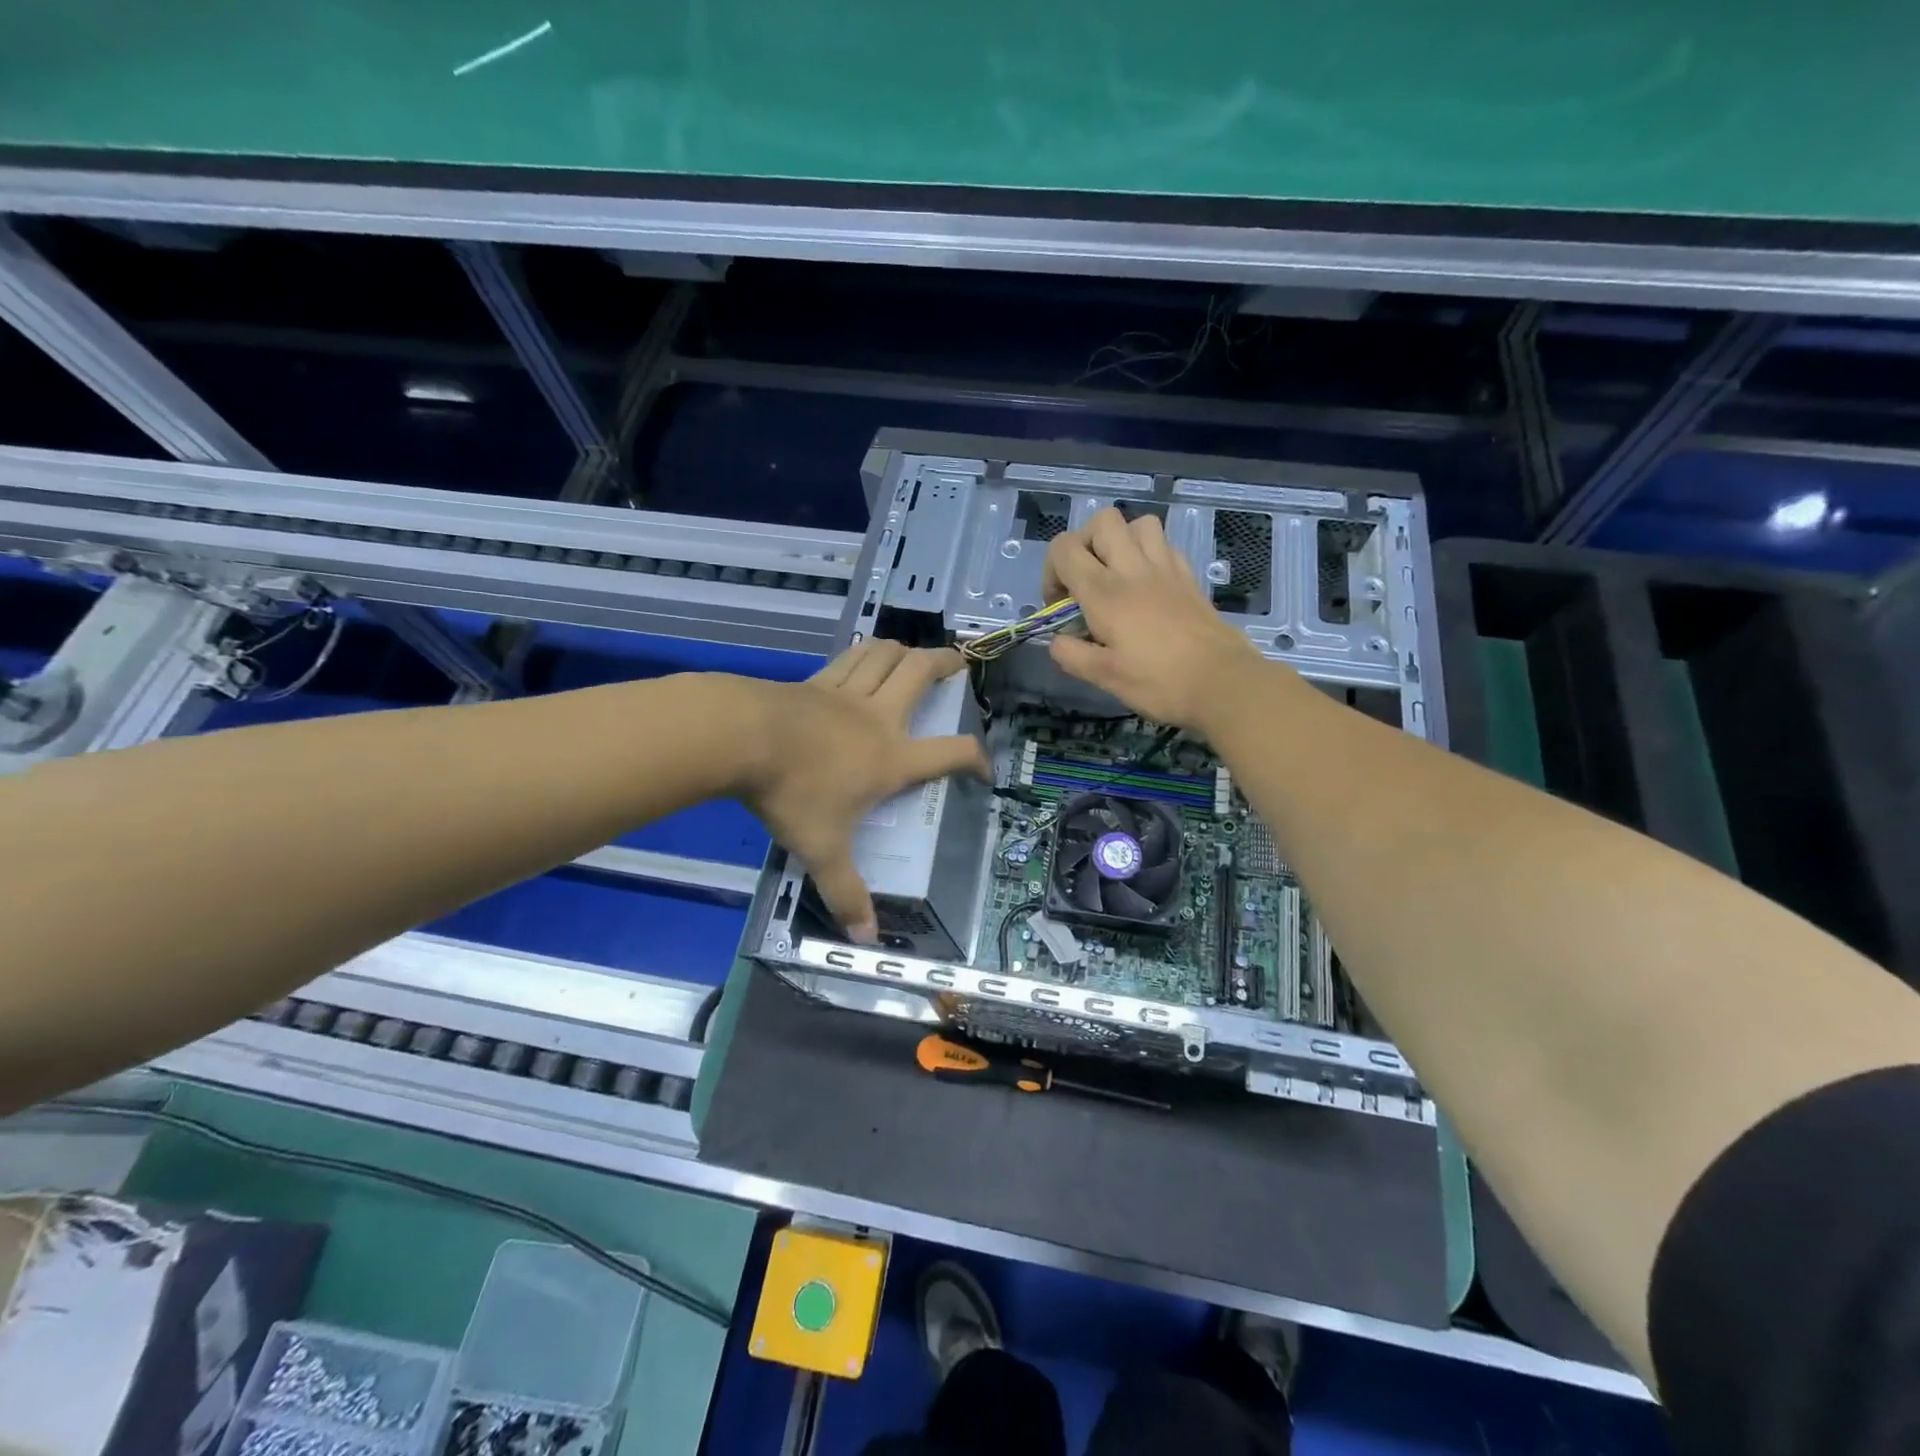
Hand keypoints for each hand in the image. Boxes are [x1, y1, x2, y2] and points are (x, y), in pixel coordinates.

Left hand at [740, 641, 988, 942]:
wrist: (741, 737)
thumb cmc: (793, 793)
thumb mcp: (823, 850)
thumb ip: (846, 893)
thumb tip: (867, 940)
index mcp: (891, 758)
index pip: (951, 753)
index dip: (976, 759)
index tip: (983, 770)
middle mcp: (878, 717)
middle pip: (922, 674)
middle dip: (947, 664)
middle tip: (960, 664)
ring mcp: (845, 693)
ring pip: (886, 656)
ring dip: (906, 651)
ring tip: (914, 655)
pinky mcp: (815, 681)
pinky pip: (850, 658)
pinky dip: (865, 652)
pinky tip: (864, 657)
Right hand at [1042, 507, 1264, 731]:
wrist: (1223, 683)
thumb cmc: (1158, 682)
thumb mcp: (1104, 677)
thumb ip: (1071, 654)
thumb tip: (1057, 641)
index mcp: (1105, 592)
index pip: (1064, 548)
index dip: (1051, 571)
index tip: (1060, 604)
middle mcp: (1133, 569)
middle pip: (1103, 521)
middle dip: (1084, 543)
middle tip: (1086, 579)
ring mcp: (1166, 569)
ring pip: (1139, 523)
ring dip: (1121, 541)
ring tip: (1117, 575)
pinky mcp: (1189, 578)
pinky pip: (1165, 546)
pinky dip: (1149, 555)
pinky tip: (1147, 585)